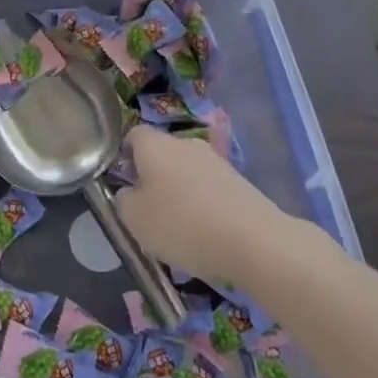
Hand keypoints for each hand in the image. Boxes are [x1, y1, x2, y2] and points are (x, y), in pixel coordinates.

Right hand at [116, 125, 297, 287]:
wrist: (254, 241)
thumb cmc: (182, 225)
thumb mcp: (134, 219)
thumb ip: (123, 200)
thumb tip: (129, 192)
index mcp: (155, 145)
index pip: (133, 136)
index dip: (124, 157)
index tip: (123, 184)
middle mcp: (186, 144)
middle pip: (162, 154)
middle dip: (153, 178)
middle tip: (148, 212)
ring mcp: (216, 161)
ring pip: (187, 172)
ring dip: (179, 193)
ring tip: (178, 229)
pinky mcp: (239, 182)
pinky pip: (209, 189)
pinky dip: (203, 206)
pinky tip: (205, 234)